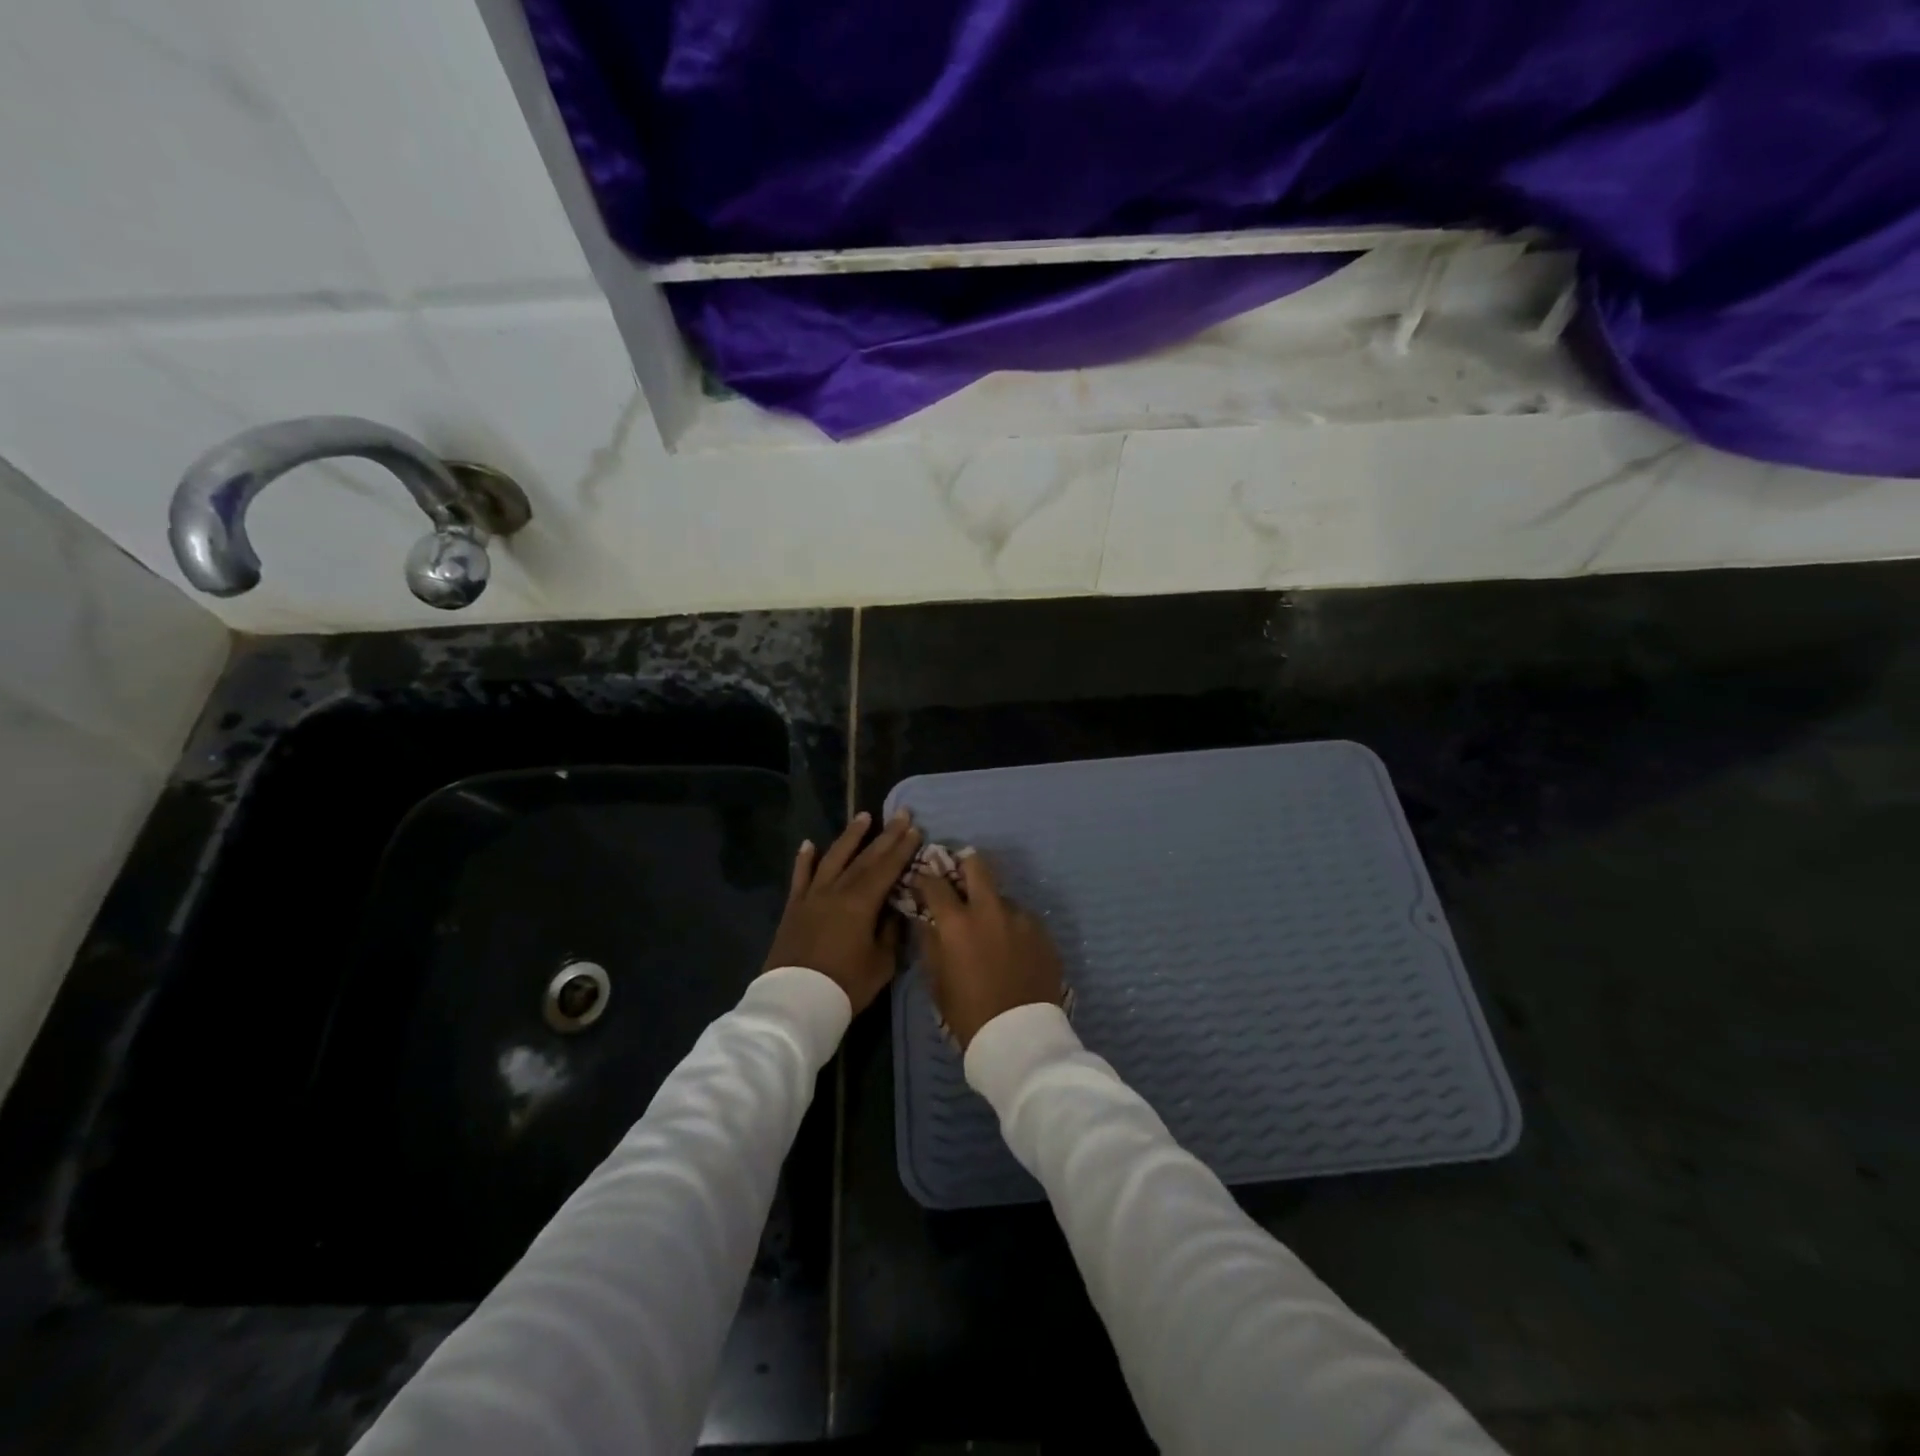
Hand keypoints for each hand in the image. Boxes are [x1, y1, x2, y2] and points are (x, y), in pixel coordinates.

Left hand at [762, 811, 922, 1013]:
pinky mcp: (794, 908)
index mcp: (861, 903)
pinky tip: (809, 844)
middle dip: (885, 835)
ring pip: (833, 858)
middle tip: (900, 813)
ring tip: (863, 816)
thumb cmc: (845, 985)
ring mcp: (812, 896)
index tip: (915, 828)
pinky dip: (804, 859)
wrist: (795, 1003)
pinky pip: (800, 877)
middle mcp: (837, 890)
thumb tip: (895, 910)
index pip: (887, 868)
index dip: (902, 848)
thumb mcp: (881, 963)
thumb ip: (891, 932)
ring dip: (850, 837)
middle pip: (865, 858)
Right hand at [910, 851, 1065, 1049]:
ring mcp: (1021, 918)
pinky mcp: (1043, 931)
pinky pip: (1022, 918)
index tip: (923, 880)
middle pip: (978, 865)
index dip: (926, 878)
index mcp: (957, 923)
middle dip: (965, 864)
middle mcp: (990, 910)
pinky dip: (1012, 926)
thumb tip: (926, 920)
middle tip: (960, 876)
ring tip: (991, 929)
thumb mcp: (937, 981)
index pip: (936, 884)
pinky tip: (1012, 948)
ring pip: (1003, 896)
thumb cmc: (969, 1013)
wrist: (1019, 1037)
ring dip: (992, 905)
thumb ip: (930, 943)